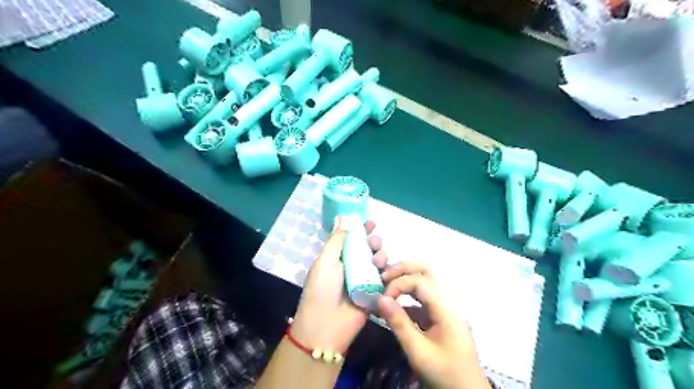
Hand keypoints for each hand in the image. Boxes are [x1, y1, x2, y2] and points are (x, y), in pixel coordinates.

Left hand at [289, 217, 383, 354]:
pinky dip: (388, 273)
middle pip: (368, 249)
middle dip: (374, 242)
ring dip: (381, 256)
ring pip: (378, 262)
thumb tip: (341, 218)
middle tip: (374, 243)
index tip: (371, 223)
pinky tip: (387, 272)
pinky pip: (385, 279)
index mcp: (338, 258)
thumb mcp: (325, 261)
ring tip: (377, 260)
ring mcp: (364, 280)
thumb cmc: (322, 289)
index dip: (362, 230)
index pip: (352, 239)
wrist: (326, 326)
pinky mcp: (375, 294)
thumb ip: (336, 240)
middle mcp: (352, 267)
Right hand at [377, 261, 489, 388]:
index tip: (382, 299)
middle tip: (384, 276)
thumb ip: (399, 323)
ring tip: (387, 284)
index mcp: (445, 307)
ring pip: (426, 280)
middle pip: (427, 271)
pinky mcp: (441, 315)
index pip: (419, 280)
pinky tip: (396, 305)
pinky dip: (409, 295)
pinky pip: (424, 297)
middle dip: (403, 269)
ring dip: (406, 279)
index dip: (398, 284)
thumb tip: (380, 299)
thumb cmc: (444, 373)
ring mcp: (446, 306)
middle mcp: (448, 300)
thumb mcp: (418, 351)